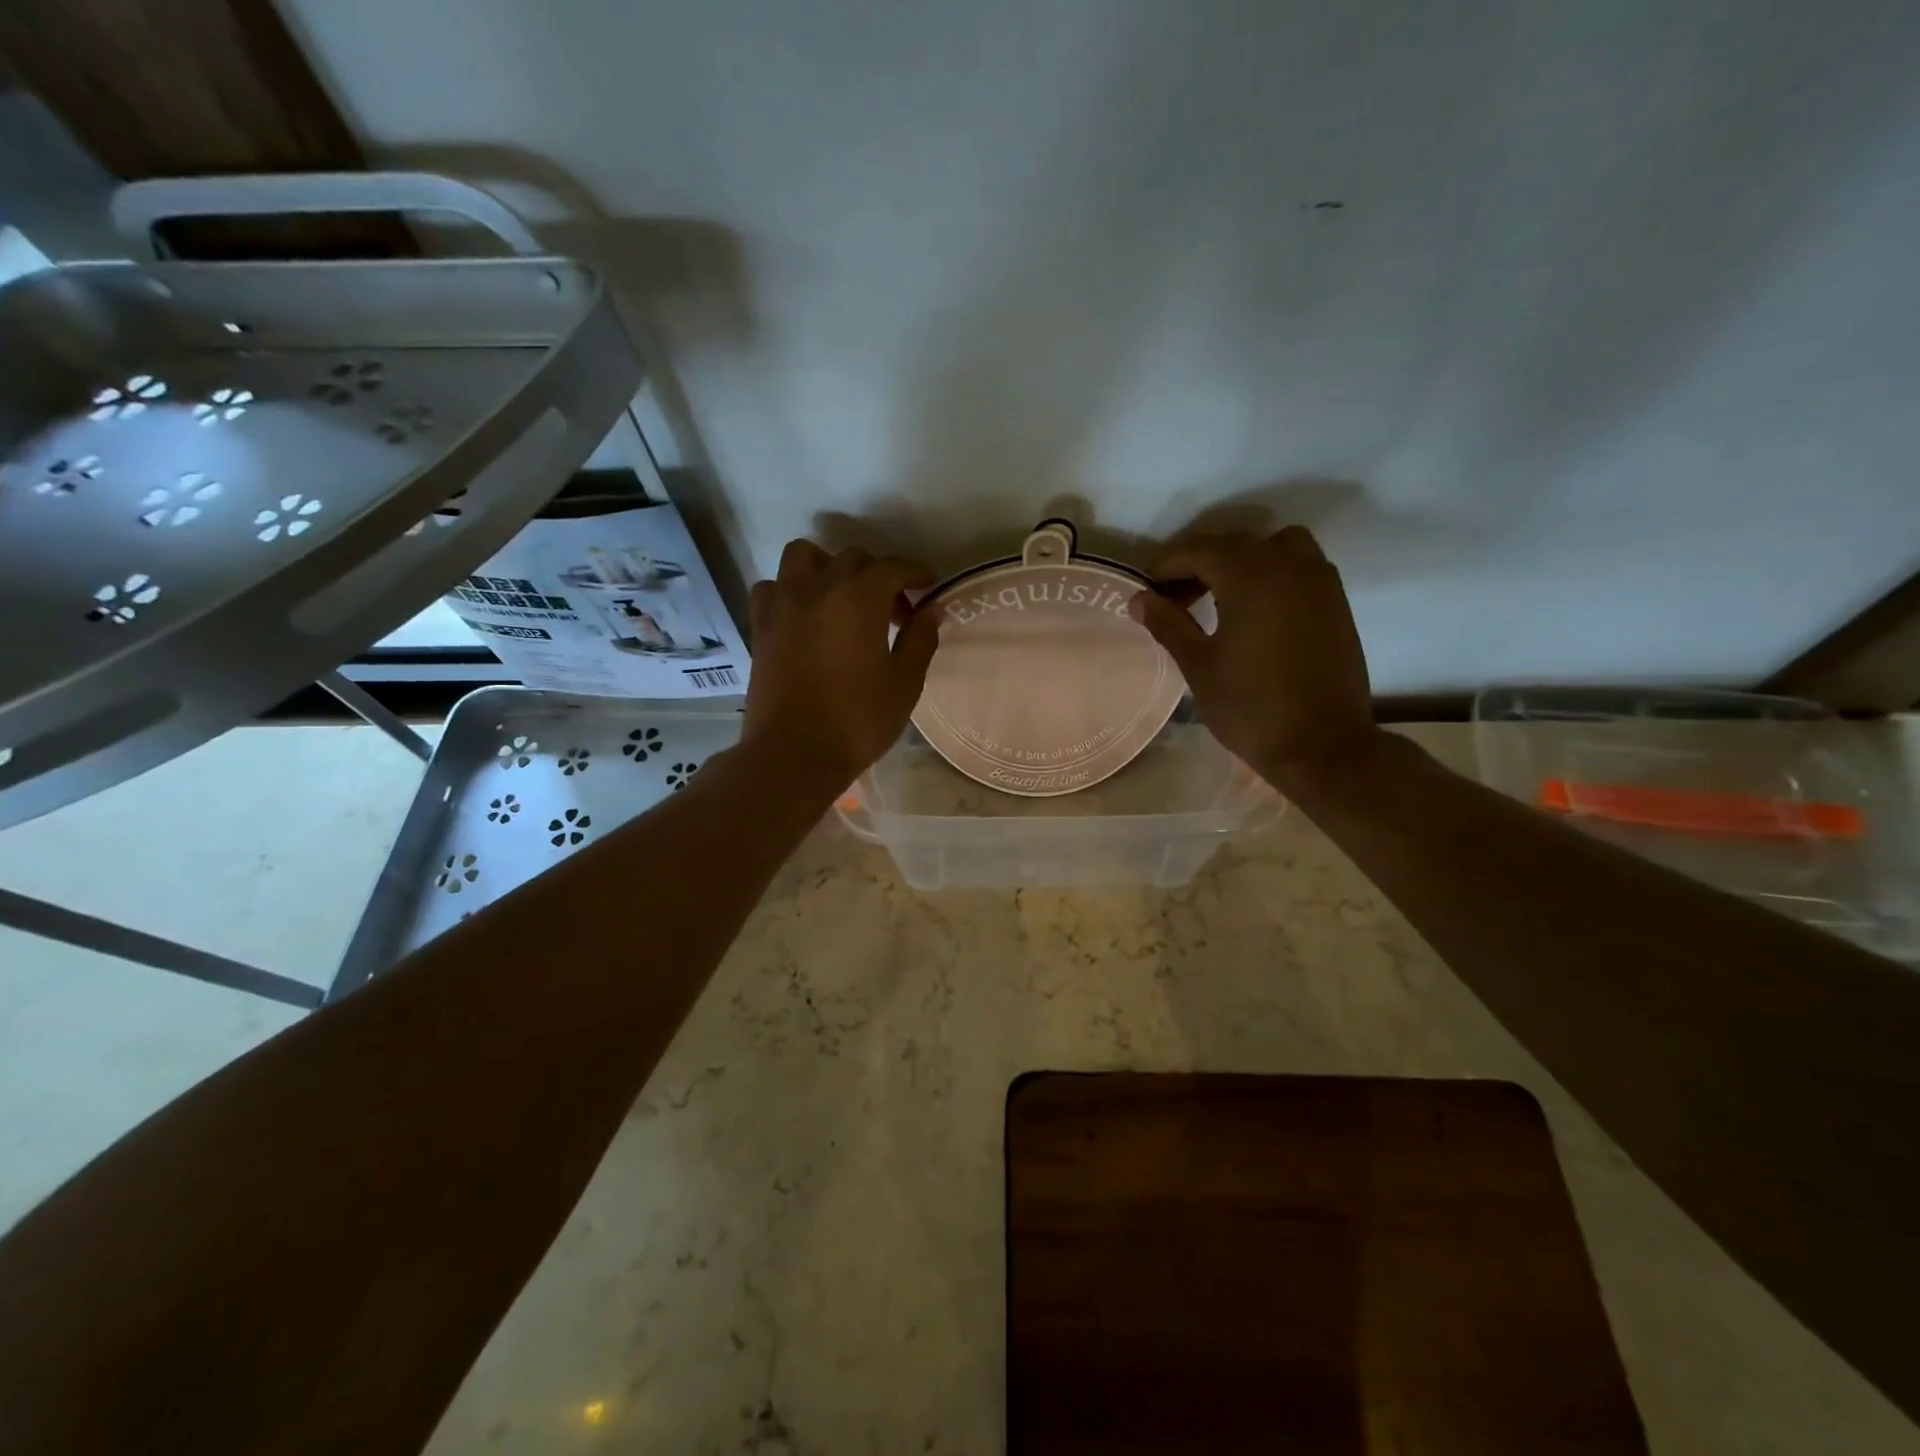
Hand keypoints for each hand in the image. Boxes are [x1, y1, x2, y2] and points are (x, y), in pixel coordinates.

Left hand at [742, 541, 939, 788]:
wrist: (794, 754)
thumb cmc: (858, 721)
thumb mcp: (904, 684)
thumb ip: (921, 639)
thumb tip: (932, 609)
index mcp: (860, 599)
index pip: (893, 567)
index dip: (916, 572)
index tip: (929, 586)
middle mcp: (819, 588)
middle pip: (853, 559)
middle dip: (879, 576)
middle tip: (894, 612)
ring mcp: (784, 604)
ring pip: (804, 556)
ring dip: (828, 566)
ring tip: (842, 596)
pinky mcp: (761, 626)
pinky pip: (772, 587)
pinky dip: (789, 590)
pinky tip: (803, 614)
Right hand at [1129, 527, 1378, 792]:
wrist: (1323, 745)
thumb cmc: (1251, 707)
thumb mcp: (1199, 666)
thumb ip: (1169, 625)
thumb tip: (1139, 599)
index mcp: (1250, 577)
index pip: (1198, 550)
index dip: (1166, 565)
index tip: (1145, 589)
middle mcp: (1288, 565)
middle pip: (1234, 545)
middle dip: (1198, 563)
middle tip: (1173, 599)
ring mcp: (1318, 581)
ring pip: (1274, 546)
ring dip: (1241, 561)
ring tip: (1219, 596)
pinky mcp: (1335, 602)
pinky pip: (1299, 565)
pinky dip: (1272, 572)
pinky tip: (1255, 609)